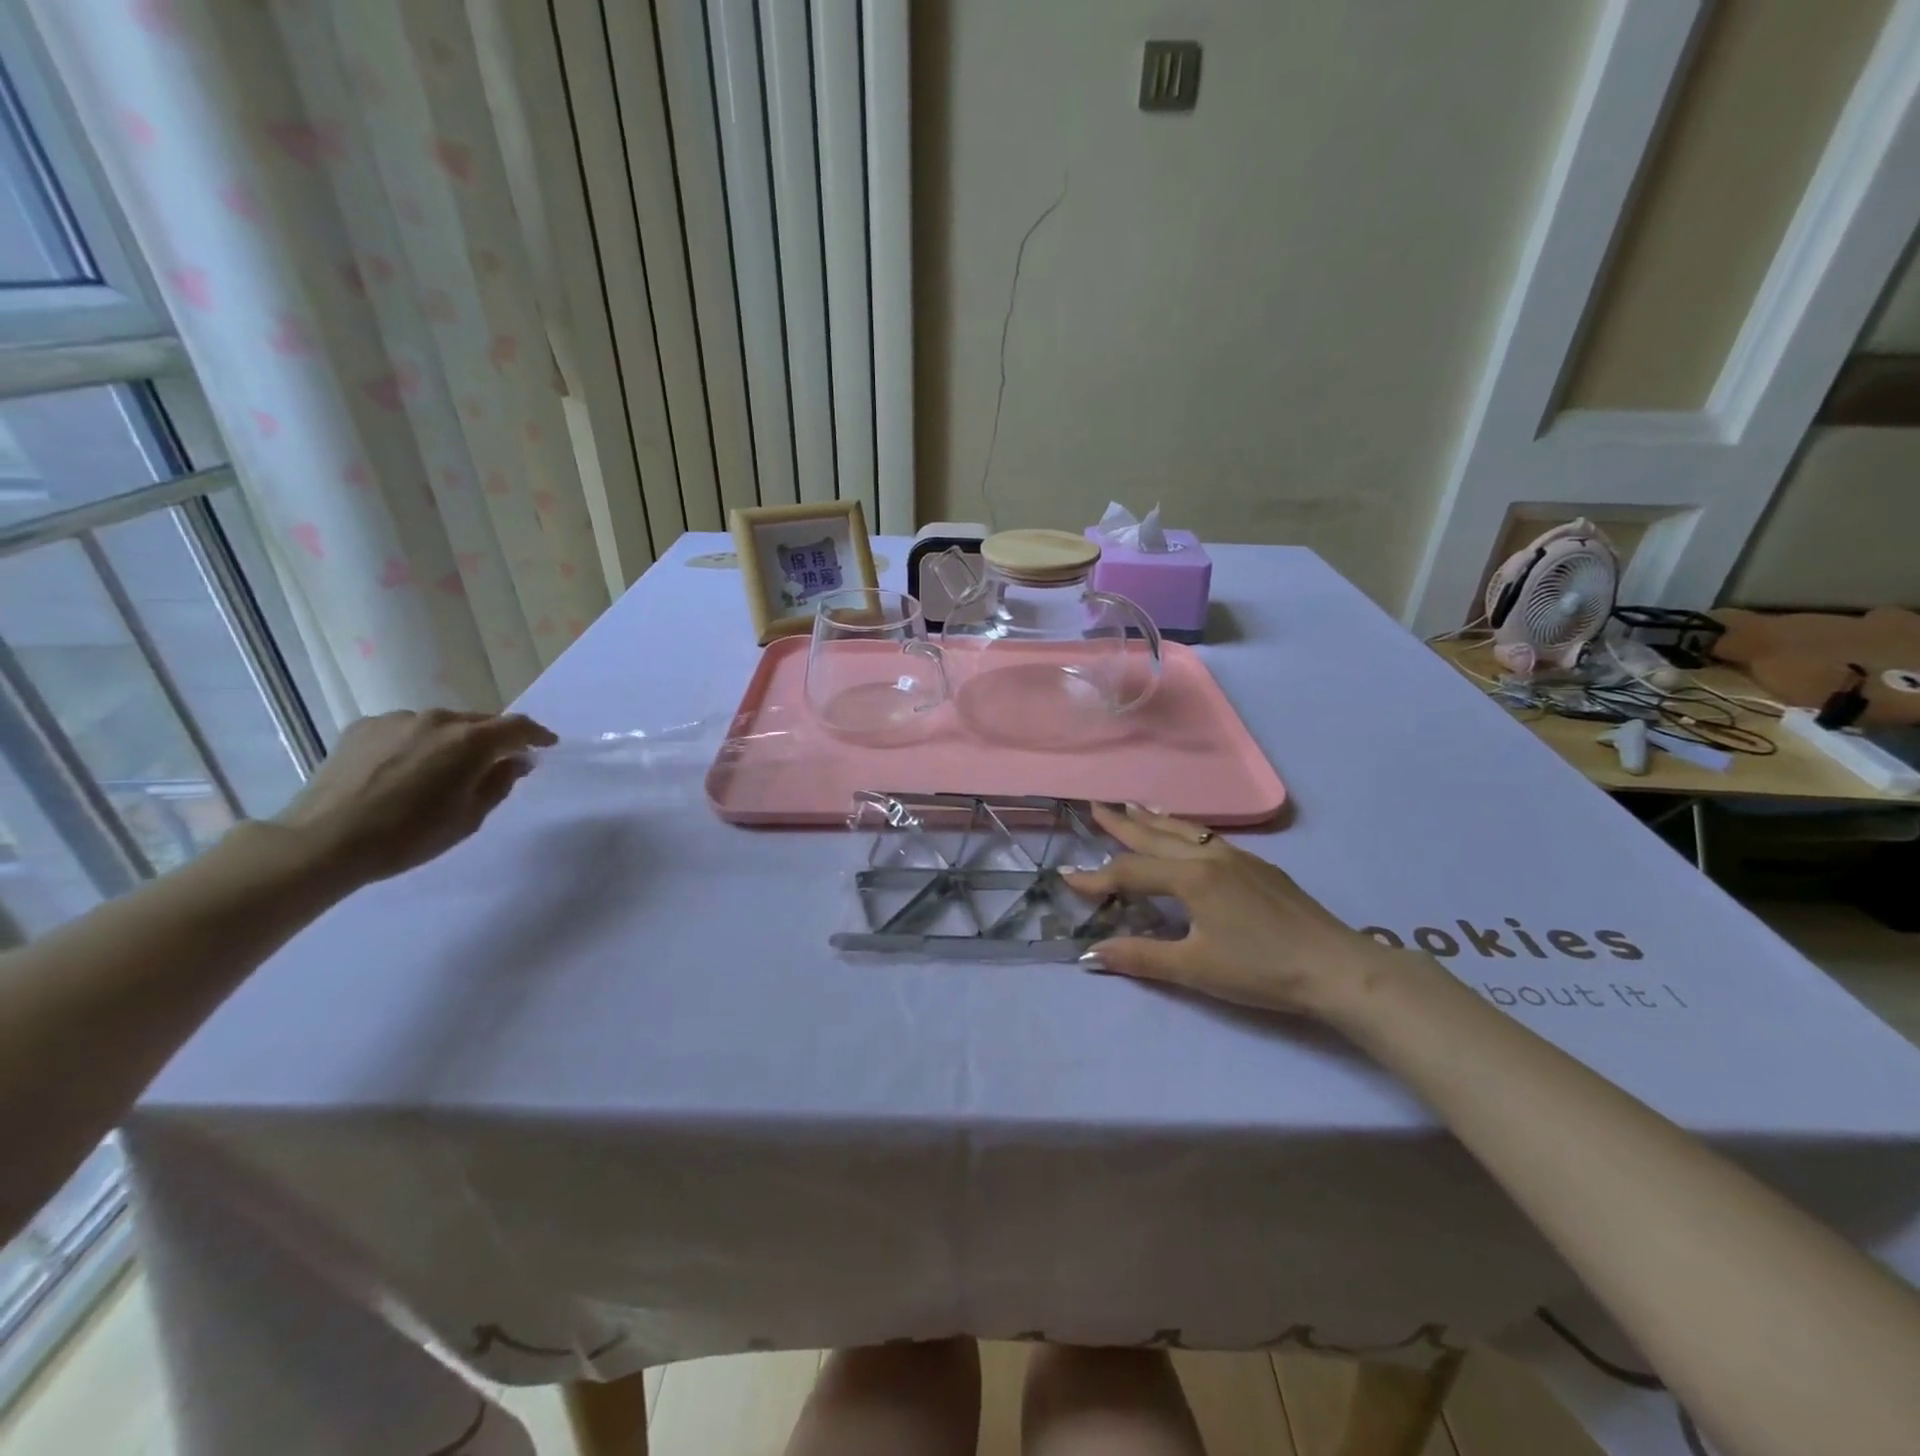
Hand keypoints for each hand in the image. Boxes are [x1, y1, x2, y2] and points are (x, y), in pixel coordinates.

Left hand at [273, 710, 557, 886]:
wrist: (323, 841)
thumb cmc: (409, 835)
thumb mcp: (469, 817)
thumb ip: (500, 783)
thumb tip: (516, 760)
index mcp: (471, 741)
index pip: (518, 727)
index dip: (537, 735)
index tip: (547, 745)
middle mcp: (438, 720)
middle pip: (479, 721)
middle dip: (495, 738)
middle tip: (499, 761)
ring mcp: (397, 720)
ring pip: (441, 724)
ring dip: (454, 740)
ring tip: (447, 767)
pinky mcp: (363, 727)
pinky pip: (406, 729)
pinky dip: (418, 743)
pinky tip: (407, 768)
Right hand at [1061, 803, 1402, 1017]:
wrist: (1337, 967)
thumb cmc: (1261, 969)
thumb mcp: (1196, 969)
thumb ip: (1142, 957)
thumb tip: (1092, 952)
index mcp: (1191, 878)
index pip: (1131, 872)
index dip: (1097, 877)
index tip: (1066, 876)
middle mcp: (1210, 857)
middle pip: (1156, 836)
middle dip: (1123, 823)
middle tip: (1095, 807)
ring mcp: (1238, 858)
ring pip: (1185, 831)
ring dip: (1154, 820)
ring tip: (1133, 807)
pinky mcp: (1259, 867)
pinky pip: (1208, 837)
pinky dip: (1183, 829)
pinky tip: (1186, 835)